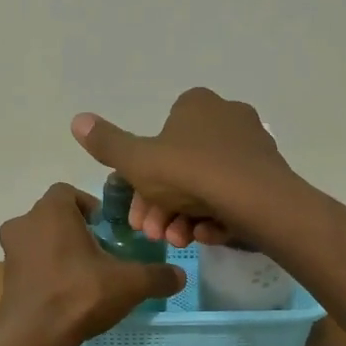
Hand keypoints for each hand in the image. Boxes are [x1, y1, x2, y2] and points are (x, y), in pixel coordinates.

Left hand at [0, 183, 186, 345]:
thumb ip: (156, 276)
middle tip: (99, 251)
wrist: (34, 337)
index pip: (68, 192)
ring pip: (39, 240)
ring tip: (85, 274)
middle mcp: (25, 223)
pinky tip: (66, 294)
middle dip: (75, 229)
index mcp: (51, 211)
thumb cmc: (80, 294)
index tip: (106, 228)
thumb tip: (180, 276)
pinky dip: (46, 272)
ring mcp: (10, 252)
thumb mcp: (129, 283)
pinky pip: (30, 264)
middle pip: (53, 216)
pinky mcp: (6, 278)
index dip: (89, 206)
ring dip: (58, 250)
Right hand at [70, 87, 296, 247]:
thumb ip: (108, 143)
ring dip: (185, 215)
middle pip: (181, 166)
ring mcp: (251, 146)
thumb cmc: (192, 173)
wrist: (259, 202)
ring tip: (179, 240)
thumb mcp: (138, 162)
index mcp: (196, 105)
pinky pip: (232, 196)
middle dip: (162, 204)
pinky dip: (215, 217)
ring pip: (205, 185)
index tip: (136, 207)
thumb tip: (77, 119)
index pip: (160, 136)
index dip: (143, 175)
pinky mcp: (268, 175)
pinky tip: (207, 235)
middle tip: (153, 232)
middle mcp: (226, 118)